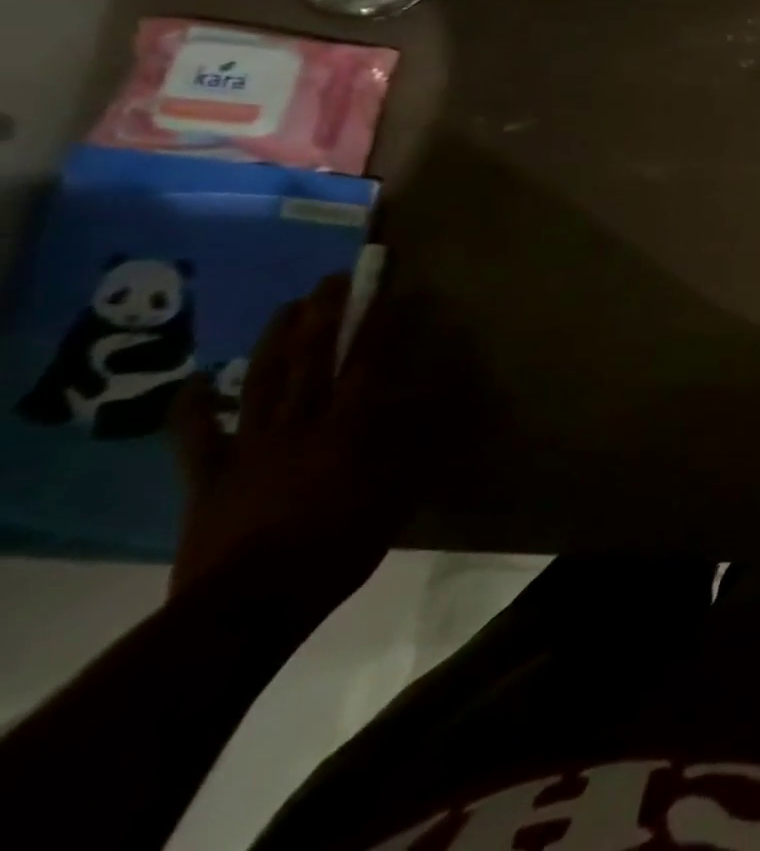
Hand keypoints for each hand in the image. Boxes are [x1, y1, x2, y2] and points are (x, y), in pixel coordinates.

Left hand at [168, 276, 430, 602]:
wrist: (250, 604)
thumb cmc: (340, 545)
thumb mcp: (399, 493)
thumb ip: (418, 441)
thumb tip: (440, 397)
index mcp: (349, 425)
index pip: (367, 361)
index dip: (377, 322)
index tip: (387, 289)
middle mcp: (301, 422)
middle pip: (313, 358)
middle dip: (326, 314)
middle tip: (335, 279)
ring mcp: (250, 444)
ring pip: (261, 380)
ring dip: (275, 340)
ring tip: (289, 306)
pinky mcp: (210, 473)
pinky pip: (196, 435)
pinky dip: (194, 407)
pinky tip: (197, 382)